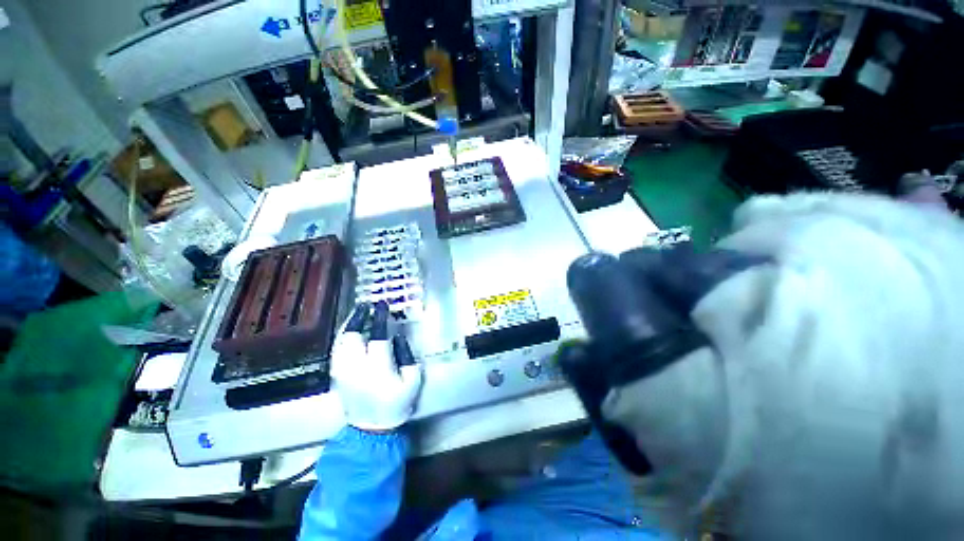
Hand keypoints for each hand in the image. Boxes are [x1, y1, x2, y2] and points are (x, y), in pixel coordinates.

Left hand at [330, 301, 422, 431]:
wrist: (371, 429)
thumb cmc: (396, 404)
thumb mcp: (413, 381)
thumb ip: (408, 356)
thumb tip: (398, 336)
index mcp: (378, 370)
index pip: (377, 337)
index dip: (380, 318)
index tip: (383, 305)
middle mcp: (356, 368)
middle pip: (352, 336)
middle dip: (359, 317)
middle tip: (366, 306)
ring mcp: (342, 373)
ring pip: (341, 341)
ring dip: (349, 325)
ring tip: (358, 313)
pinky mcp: (336, 376)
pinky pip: (336, 350)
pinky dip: (343, 336)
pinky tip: (349, 330)